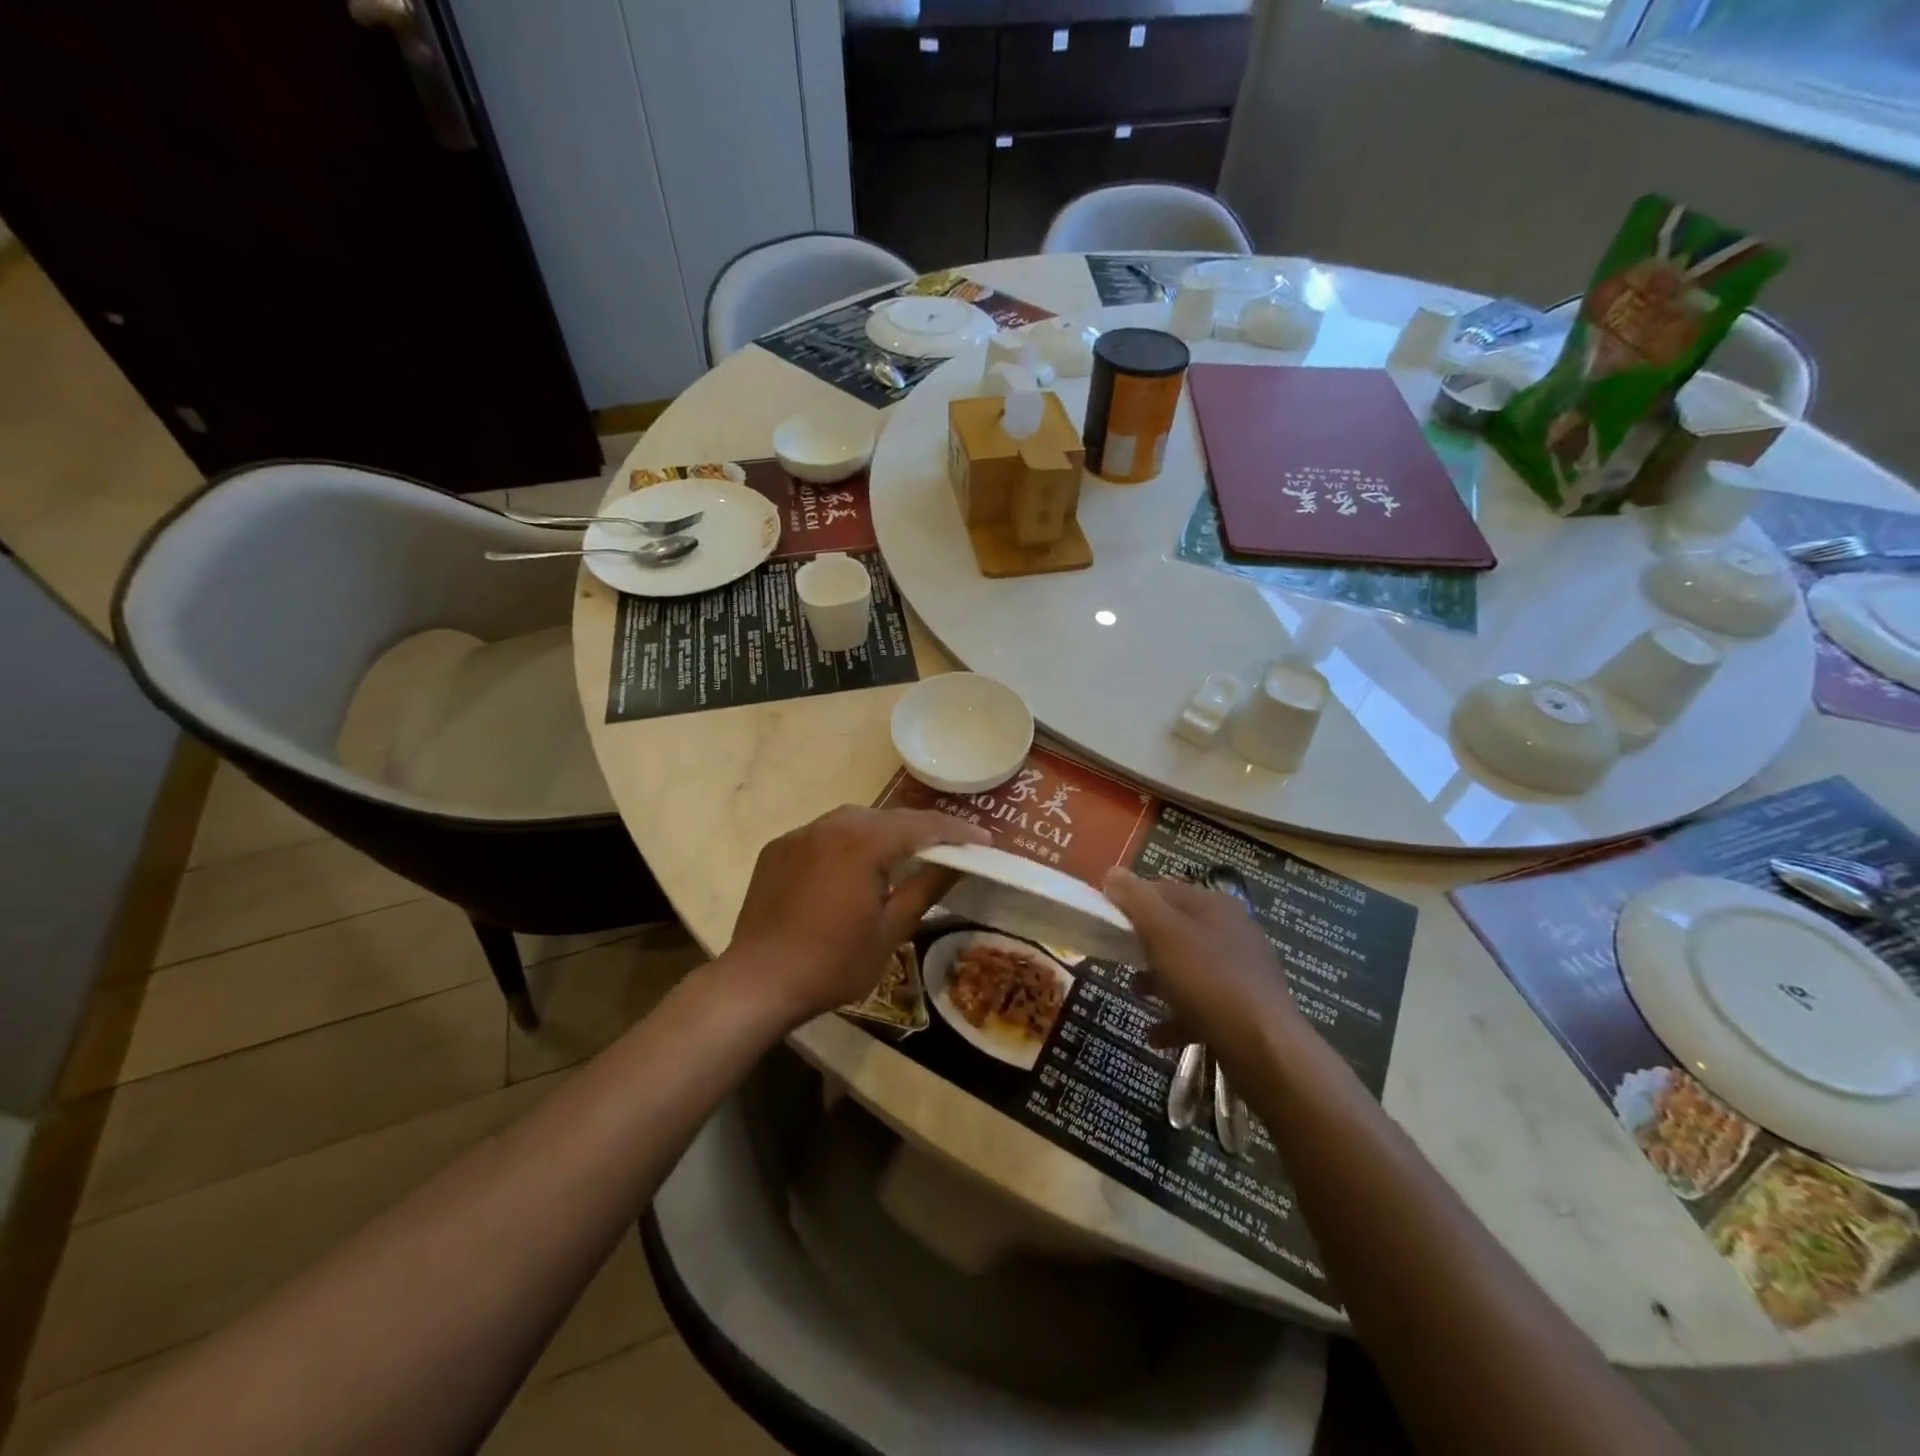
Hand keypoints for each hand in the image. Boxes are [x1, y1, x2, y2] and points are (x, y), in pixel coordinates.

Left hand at [726, 806, 990, 1023]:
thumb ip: (926, 889)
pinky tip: (850, 867)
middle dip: (921, 829)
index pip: (922, 825)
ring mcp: (800, 834)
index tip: (983, 840)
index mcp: (864, 844)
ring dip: (883, 831)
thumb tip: (960, 864)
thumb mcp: (890, 931)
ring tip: (901, 854)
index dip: (957, 830)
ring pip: (854, 819)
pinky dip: (847, 842)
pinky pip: (823, 833)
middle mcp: (831, 826)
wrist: (757, 982)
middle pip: (889, 817)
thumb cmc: (832, 963)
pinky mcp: (778, 848)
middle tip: (947, 848)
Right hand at [1103, 868, 1307, 1071]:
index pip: (1164, 889)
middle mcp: (1231, 931)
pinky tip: (1156, 1034)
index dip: (1132, 899)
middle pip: (1176, 929)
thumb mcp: (1164, 933)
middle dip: (1144, 943)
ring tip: (1135, 993)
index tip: (1104, 917)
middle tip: (1116, 955)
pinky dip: (1177, 1016)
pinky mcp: (1243, 1009)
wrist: (1264, 1048)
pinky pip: (1202, 1005)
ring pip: (1188, 967)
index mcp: (1214, 906)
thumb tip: (1113, 872)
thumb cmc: (1208, 980)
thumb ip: (1136, 901)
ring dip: (1158, 980)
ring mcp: (1240, 971)